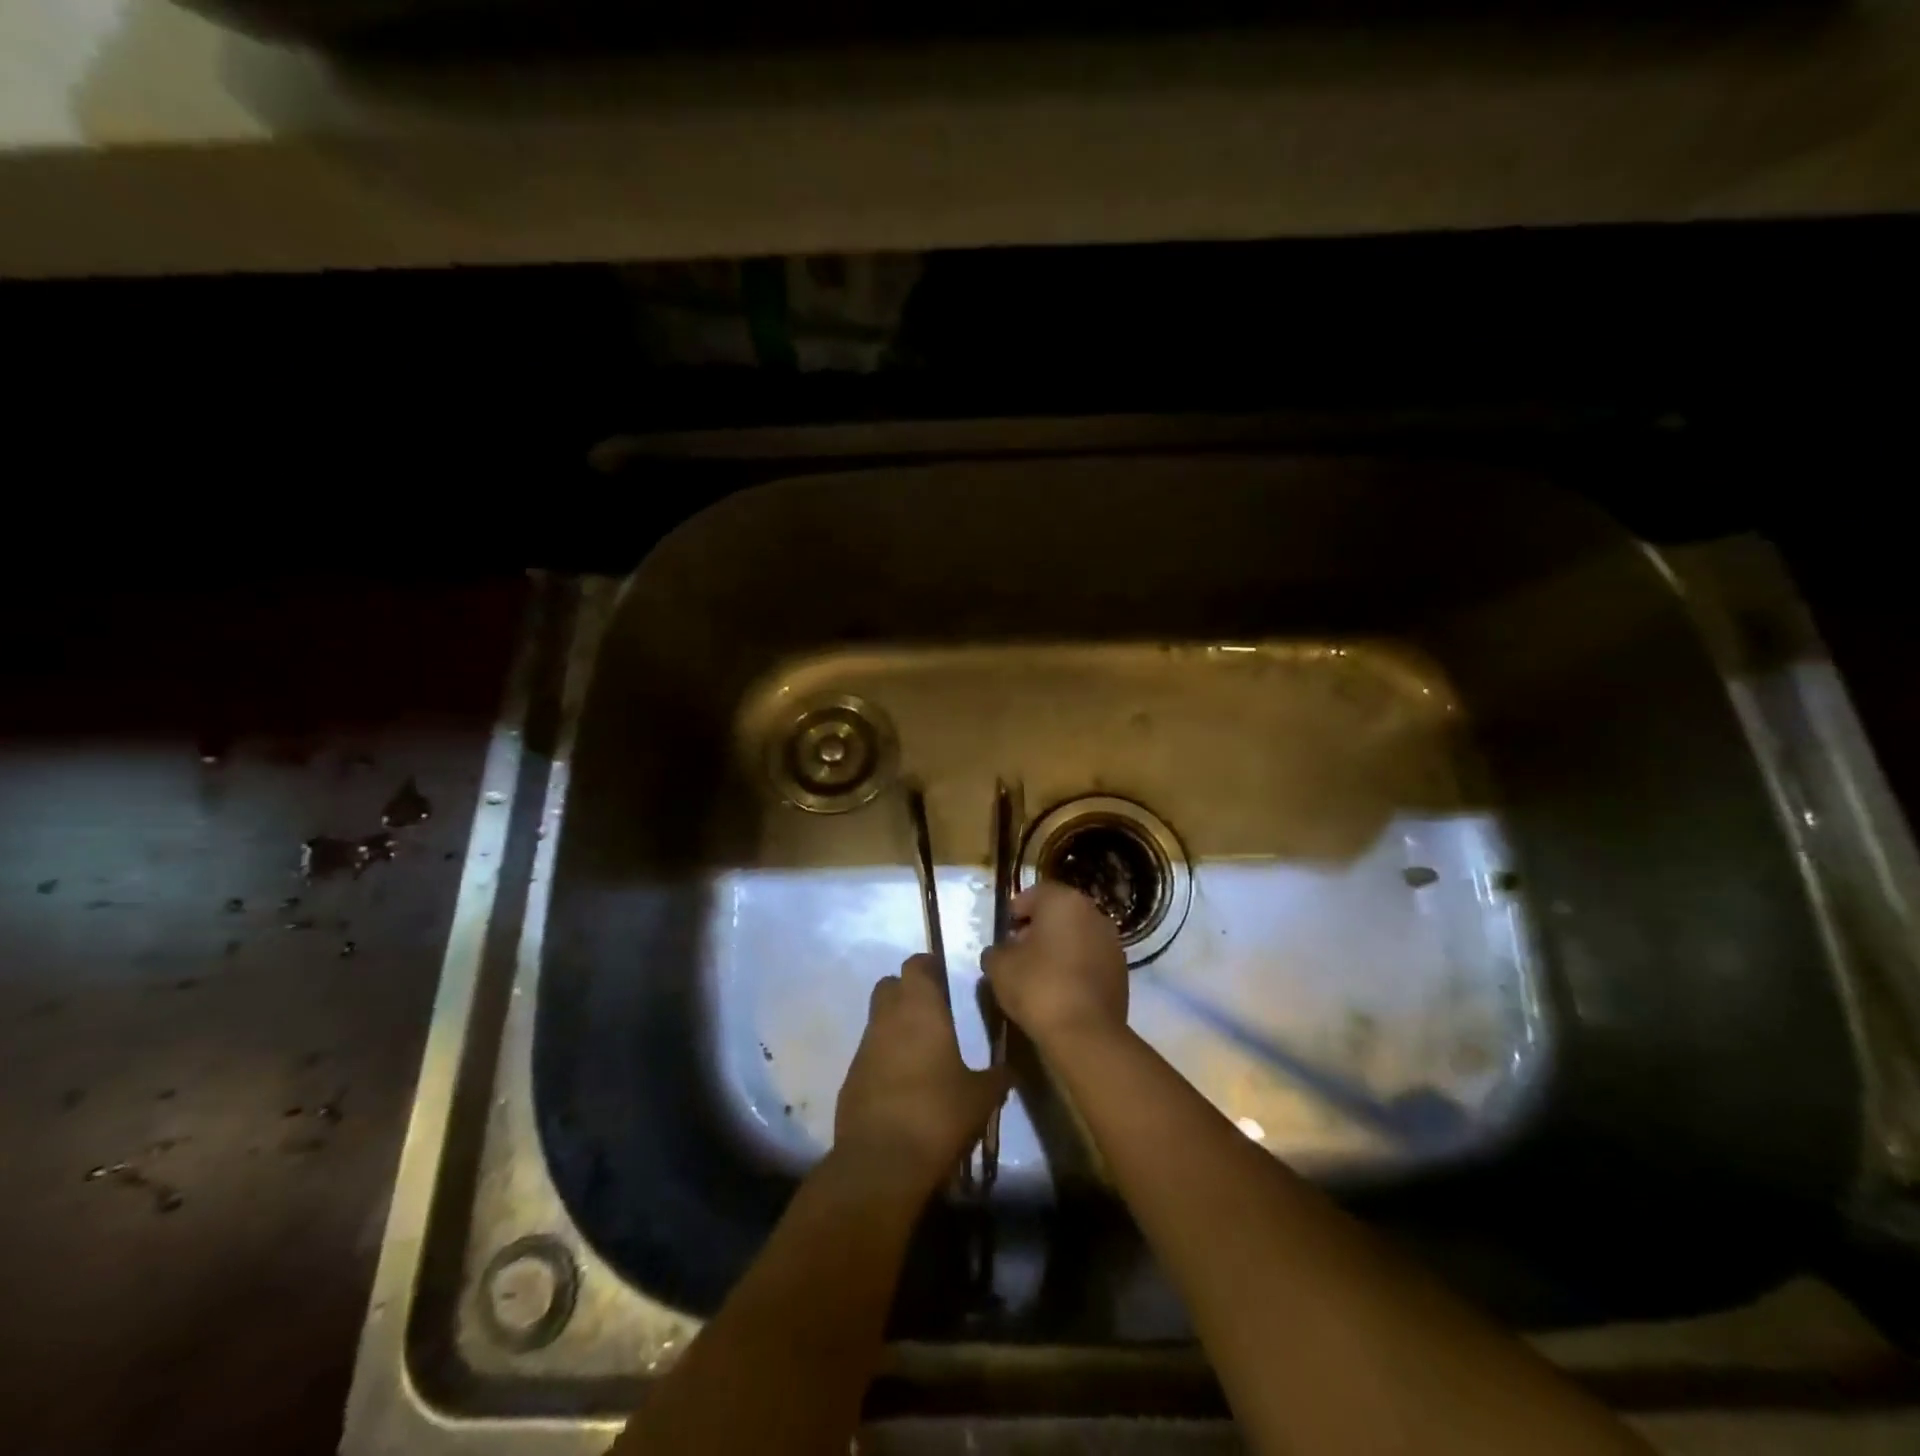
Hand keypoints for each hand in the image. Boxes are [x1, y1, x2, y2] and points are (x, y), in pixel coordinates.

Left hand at [835, 954, 1009, 1193]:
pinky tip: (903, 1085)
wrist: (881, 1162)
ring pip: (877, 1020)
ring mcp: (864, 1047)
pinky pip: (869, 1054)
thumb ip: (995, 1077)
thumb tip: (1007, 1070)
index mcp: (920, 1009)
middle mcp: (887, 1018)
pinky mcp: (850, 1078)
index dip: (929, 967)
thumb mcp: (981, 1097)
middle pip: (890, 985)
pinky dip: (884, 1059)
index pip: (916, 964)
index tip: (945, 978)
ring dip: (895, 1027)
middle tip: (933, 1012)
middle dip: (907, 991)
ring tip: (922, 1053)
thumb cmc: (937, 1114)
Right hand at [980, 881, 1129, 1050]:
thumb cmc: (1038, 986)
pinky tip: (1061, 989)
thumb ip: (996, 951)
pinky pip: (1091, 960)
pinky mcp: (1122, 971)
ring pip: (1078, 936)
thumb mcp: (999, 966)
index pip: (1035, 894)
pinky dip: (1076, 967)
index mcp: (1064, 901)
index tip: (1005, 933)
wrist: (1085, 1033)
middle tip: (1019, 952)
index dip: (1016, 912)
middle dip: (1039, 928)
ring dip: (1060, 948)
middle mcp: (1093, 913)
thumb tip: (1000, 952)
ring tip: (1040, 973)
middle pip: (1059, 913)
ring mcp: (1112, 942)